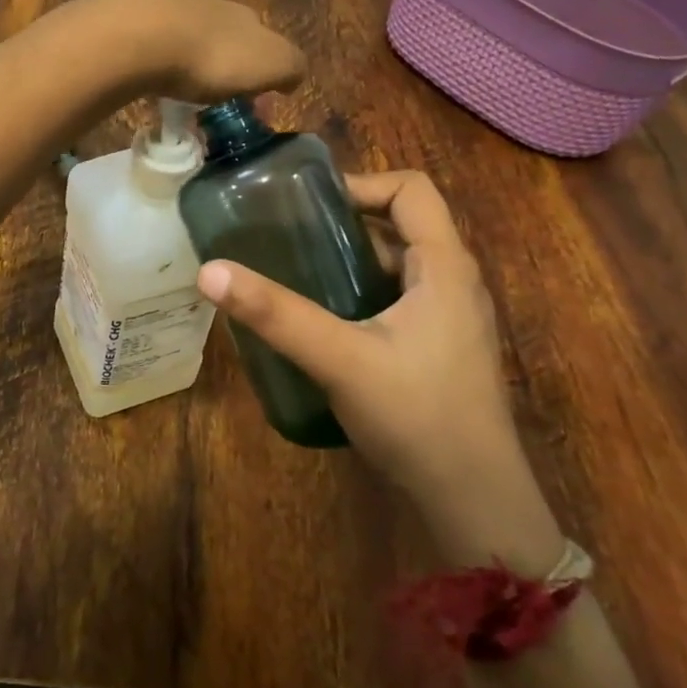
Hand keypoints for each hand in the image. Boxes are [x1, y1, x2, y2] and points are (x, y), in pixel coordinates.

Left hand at [58, 0, 305, 103]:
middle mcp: (214, 9)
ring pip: (192, 44)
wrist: (142, 34)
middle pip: (229, 43)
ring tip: (183, 99)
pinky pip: (157, 51)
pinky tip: (154, 85)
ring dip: (192, 69)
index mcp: (249, 19)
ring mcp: (172, 11)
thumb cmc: (215, 56)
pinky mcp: (136, 22)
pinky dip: (161, 68)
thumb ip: (291, 68)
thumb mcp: (273, 65)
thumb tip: (290, 78)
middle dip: (228, 72)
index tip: (252, 107)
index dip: (264, 78)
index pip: (266, 47)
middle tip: (217, 105)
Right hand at [195, 170, 564, 570]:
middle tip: (290, 235)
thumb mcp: (340, 360)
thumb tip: (209, 271)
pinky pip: (402, 297)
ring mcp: (453, 316)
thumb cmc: (418, 417)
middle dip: (347, 222)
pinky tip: (327, 321)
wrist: (476, 504)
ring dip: (353, 259)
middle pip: (402, 222)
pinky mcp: (443, 346)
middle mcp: (455, 280)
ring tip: (299, 271)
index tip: (309, 205)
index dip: (362, 183)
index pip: (410, 188)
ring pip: (400, 263)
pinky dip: (364, 292)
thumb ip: (276, 315)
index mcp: (444, 265)